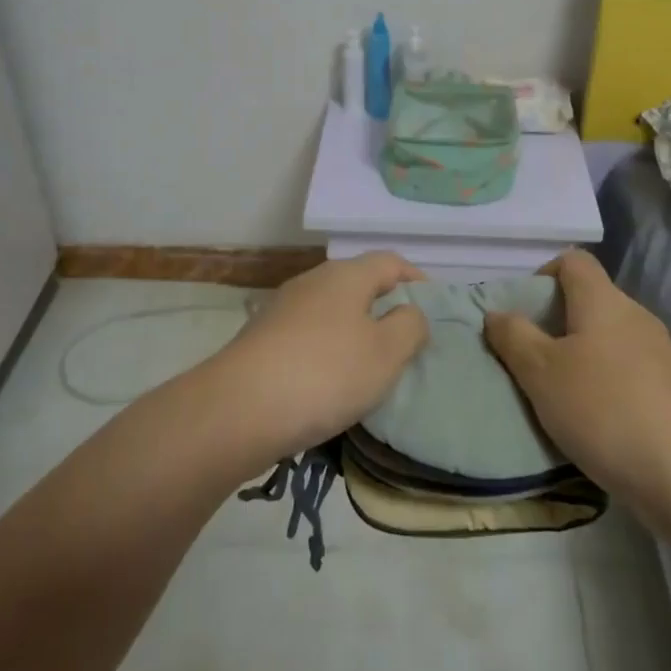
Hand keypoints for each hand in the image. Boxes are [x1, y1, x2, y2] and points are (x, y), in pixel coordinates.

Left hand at [209, 251, 429, 464]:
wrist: (238, 409)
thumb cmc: (325, 374)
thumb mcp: (386, 353)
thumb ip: (410, 327)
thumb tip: (409, 313)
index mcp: (346, 275)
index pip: (391, 262)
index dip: (416, 281)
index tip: (433, 310)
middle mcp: (312, 281)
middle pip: (359, 284)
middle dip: (385, 309)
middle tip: (406, 344)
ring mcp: (282, 309)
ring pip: (332, 312)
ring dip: (354, 333)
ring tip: (370, 369)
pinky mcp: (262, 339)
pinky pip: (308, 337)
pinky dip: (327, 352)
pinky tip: (329, 385)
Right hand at [485, 249, 670, 527]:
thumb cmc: (604, 409)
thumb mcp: (541, 373)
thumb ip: (514, 338)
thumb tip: (496, 313)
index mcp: (603, 300)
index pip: (573, 261)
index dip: (544, 274)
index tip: (525, 312)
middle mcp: (635, 316)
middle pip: (591, 299)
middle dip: (558, 322)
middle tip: (532, 359)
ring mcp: (660, 353)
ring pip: (609, 338)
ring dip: (581, 356)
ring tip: (559, 395)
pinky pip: (629, 369)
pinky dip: (607, 382)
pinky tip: (596, 421)